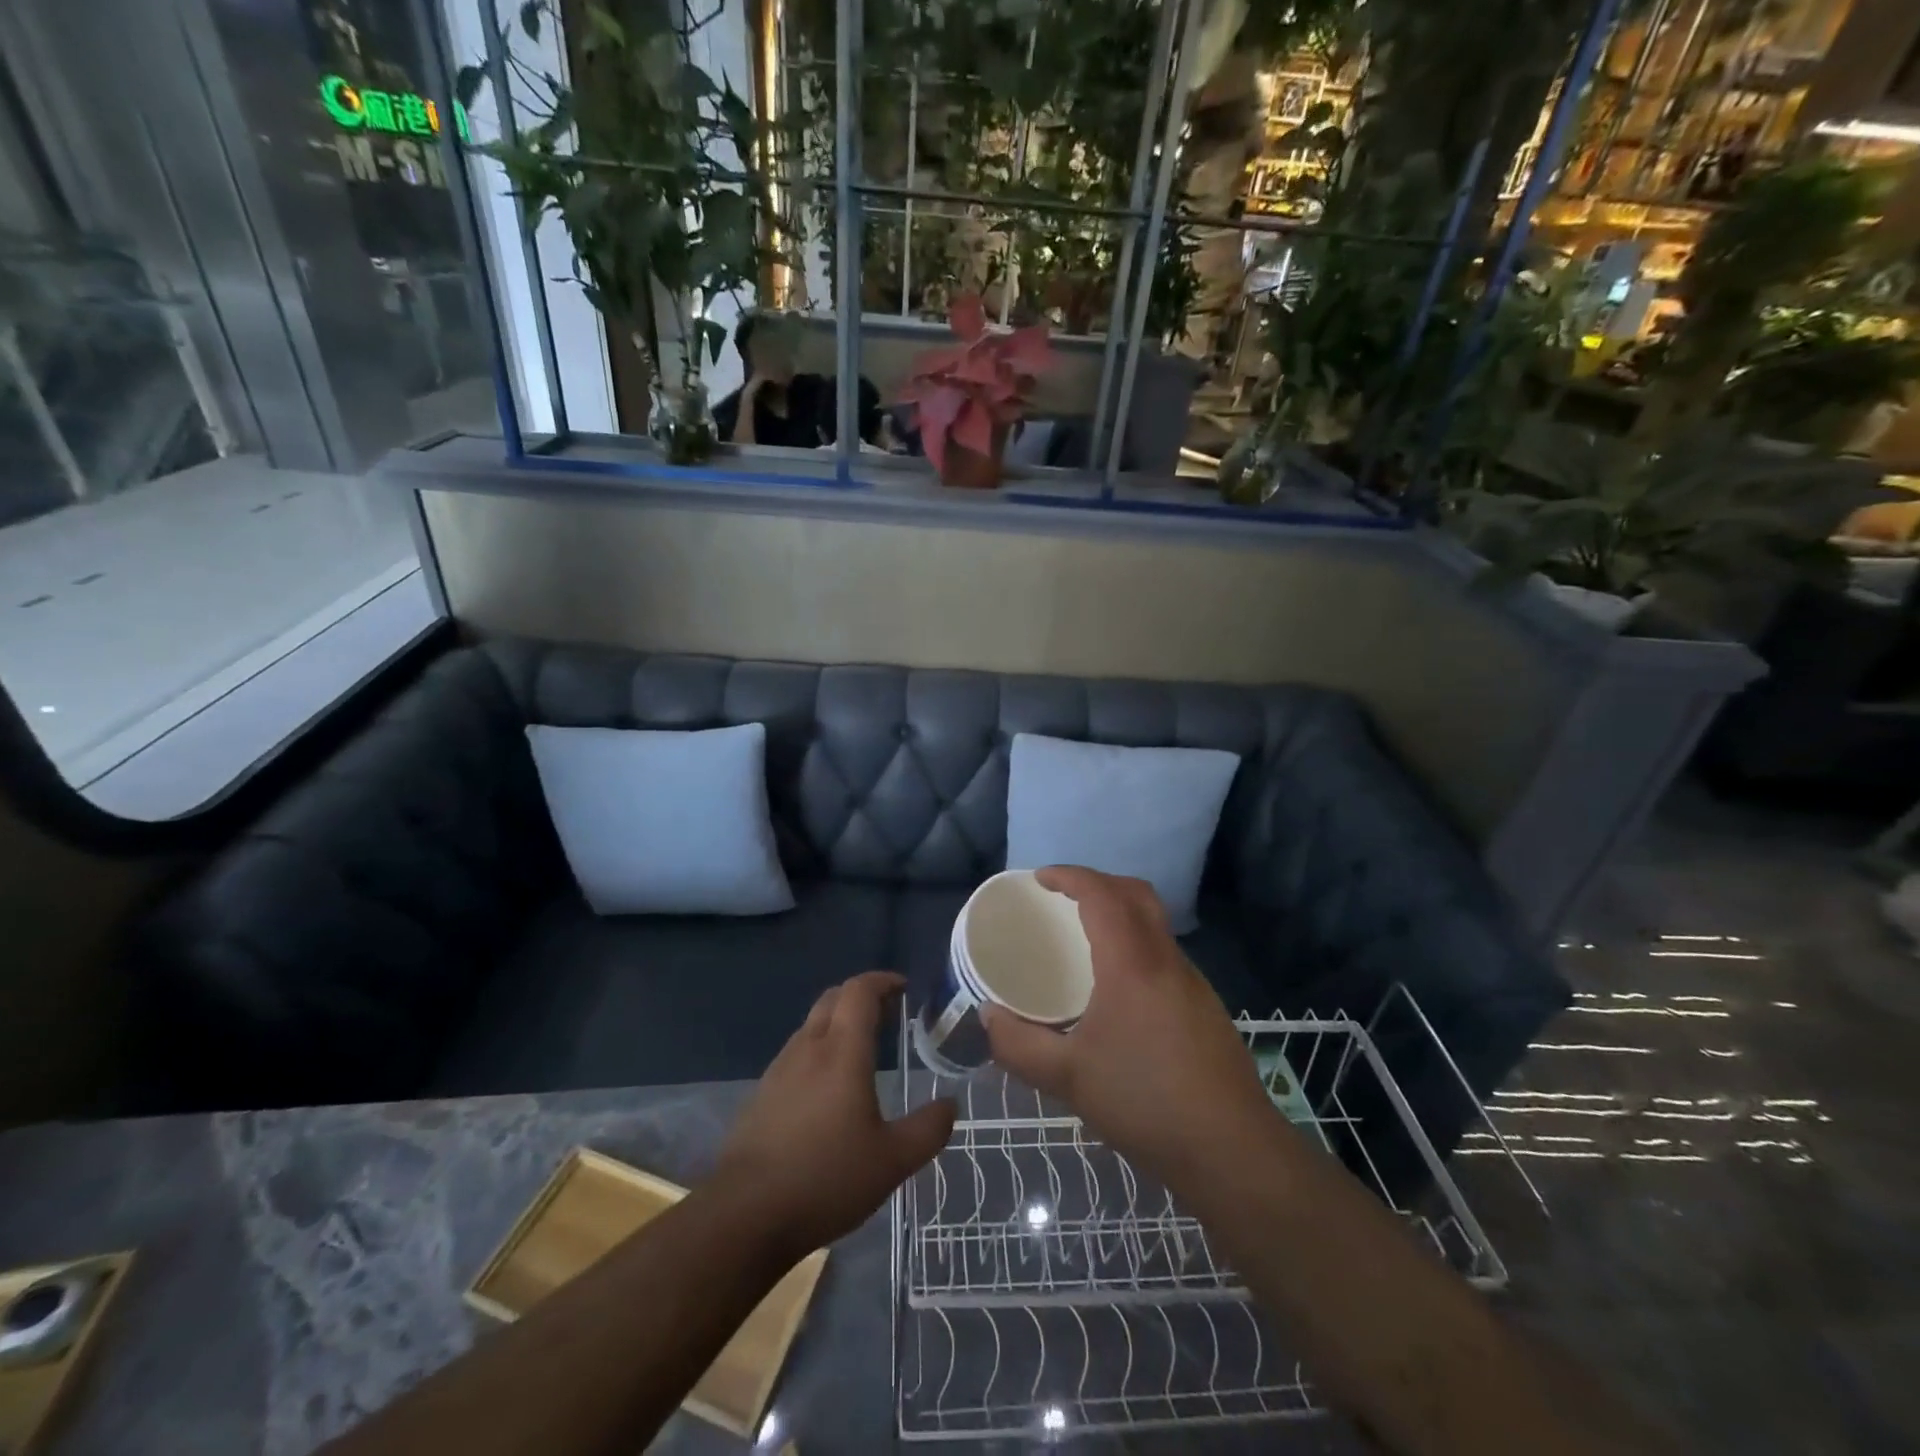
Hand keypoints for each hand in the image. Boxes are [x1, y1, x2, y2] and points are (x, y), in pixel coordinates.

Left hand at [712, 972, 954, 1259]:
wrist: (744, 1215)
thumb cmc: (826, 1178)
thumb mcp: (892, 1161)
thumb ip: (927, 1130)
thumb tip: (949, 1104)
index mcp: (842, 1051)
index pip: (859, 991)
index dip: (883, 981)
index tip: (904, 988)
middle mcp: (808, 1048)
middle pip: (833, 999)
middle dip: (861, 996)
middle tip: (888, 1014)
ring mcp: (779, 1070)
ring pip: (811, 1025)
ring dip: (838, 1022)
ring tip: (862, 1049)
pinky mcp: (761, 1094)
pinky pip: (796, 1054)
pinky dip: (818, 1051)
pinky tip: (828, 1089)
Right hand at [983, 868, 1274, 1191]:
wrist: (1232, 1151)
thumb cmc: (1144, 1103)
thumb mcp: (1067, 1078)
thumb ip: (1018, 1045)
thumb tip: (987, 1017)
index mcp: (1131, 964)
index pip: (1102, 894)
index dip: (1070, 876)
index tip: (1041, 879)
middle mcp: (1166, 960)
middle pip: (1137, 894)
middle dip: (1099, 882)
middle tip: (1063, 898)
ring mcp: (1192, 982)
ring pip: (1155, 923)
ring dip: (1121, 913)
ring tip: (1085, 939)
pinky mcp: (1206, 1006)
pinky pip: (1165, 953)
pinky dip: (1136, 944)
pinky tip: (1118, 989)